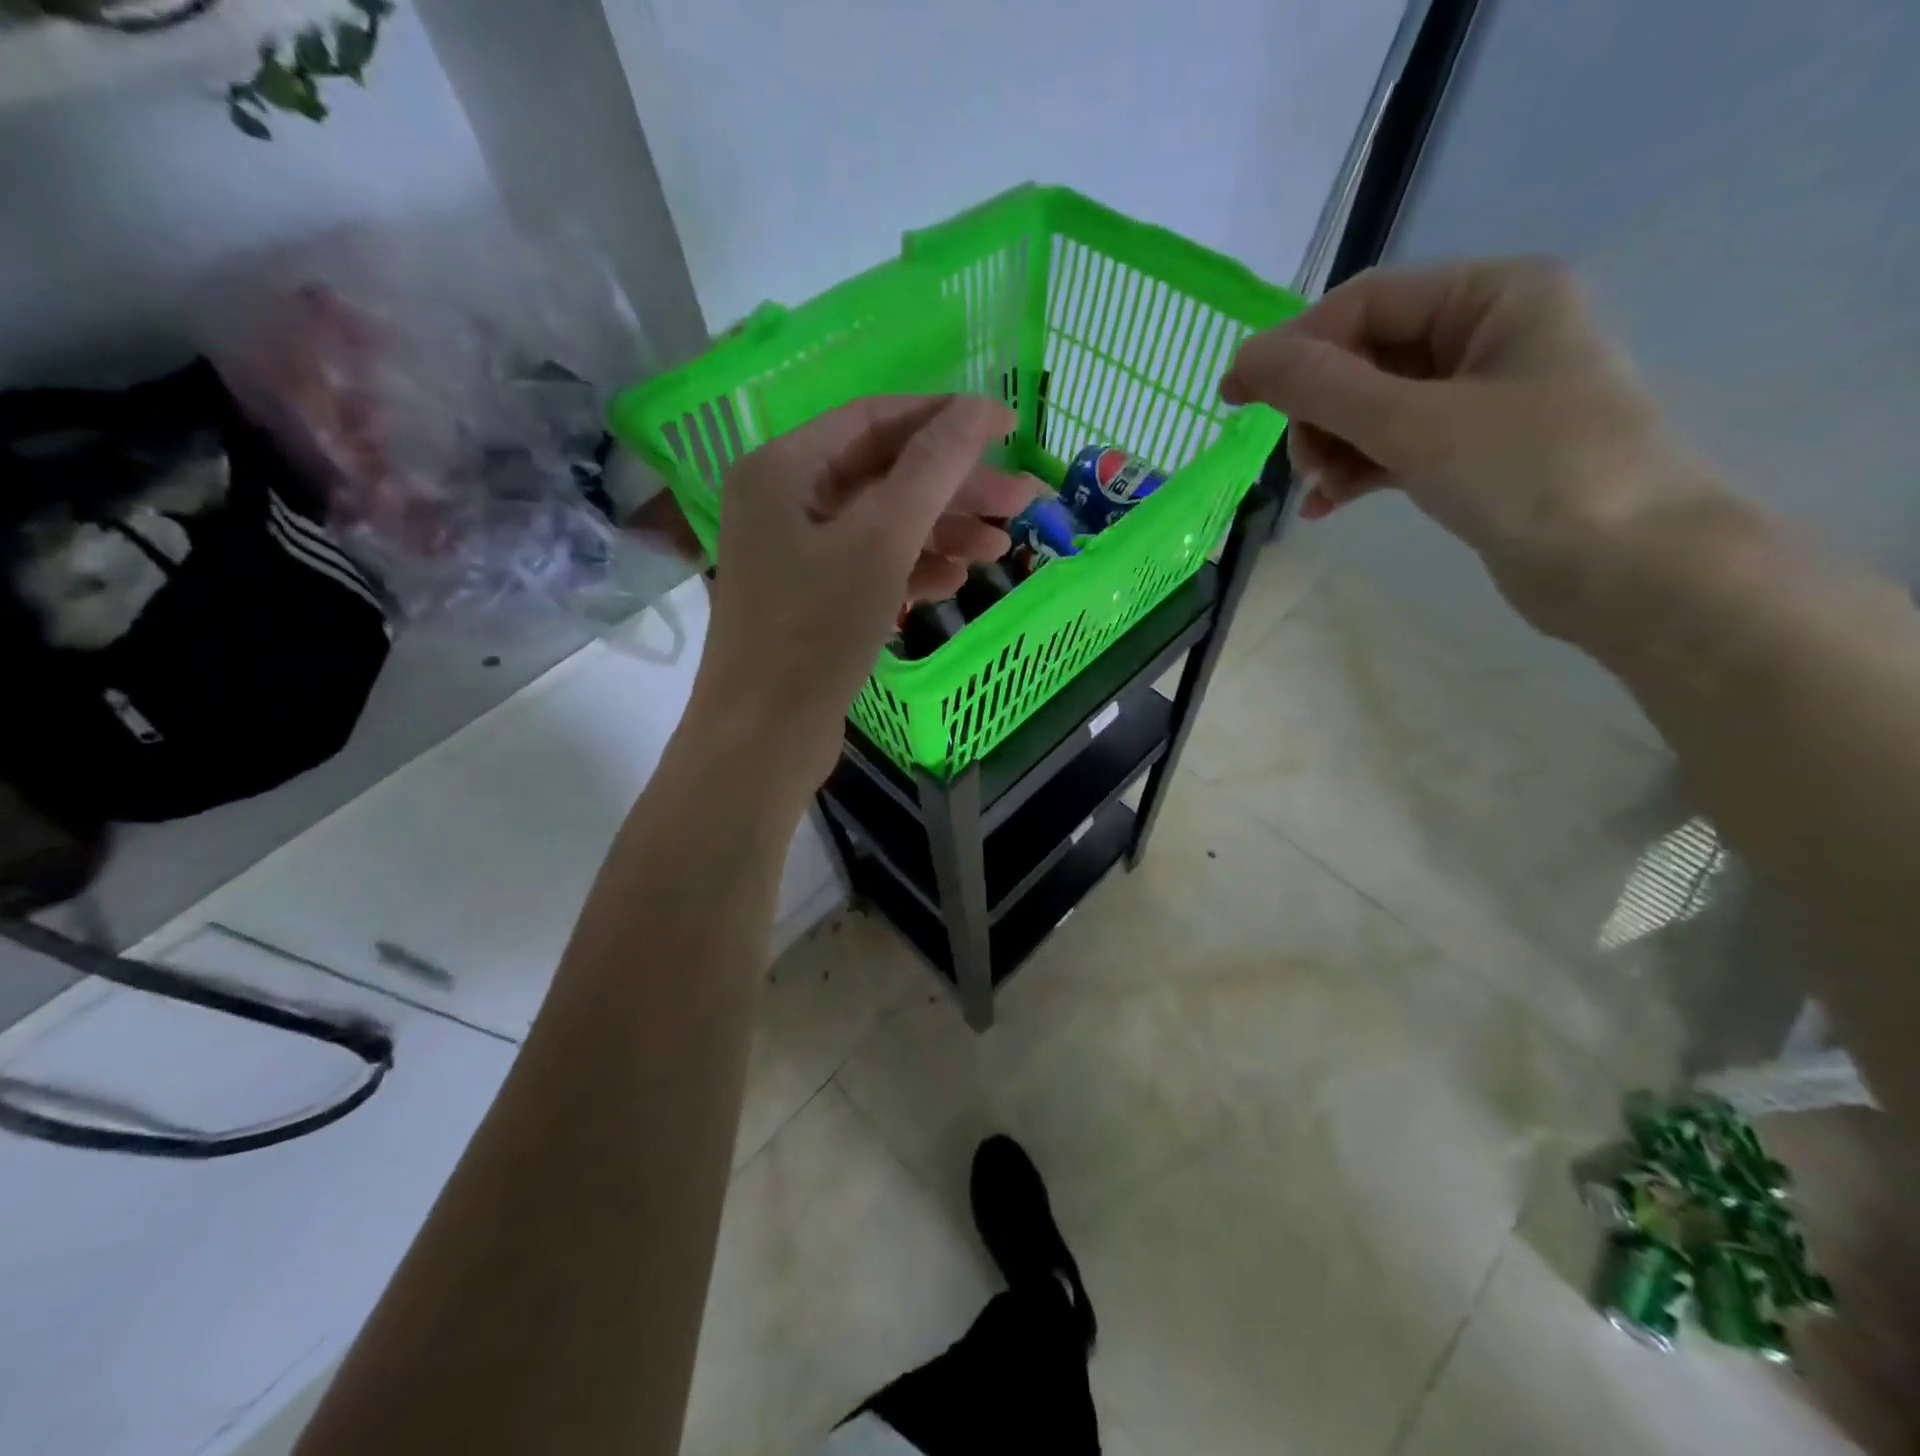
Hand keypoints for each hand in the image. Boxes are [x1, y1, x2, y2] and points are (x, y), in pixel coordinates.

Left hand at [690, 395, 1034, 792]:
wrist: (765, 736)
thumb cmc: (816, 631)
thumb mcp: (881, 542)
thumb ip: (931, 469)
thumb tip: (977, 409)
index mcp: (784, 467)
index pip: (875, 419)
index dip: (945, 418)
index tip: (1008, 426)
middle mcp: (784, 500)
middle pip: (884, 474)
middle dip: (954, 487)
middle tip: (1022, 499)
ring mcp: (796, 552)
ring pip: (883, 524)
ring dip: (942, 531)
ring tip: (1000, 547)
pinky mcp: (812, 598)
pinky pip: (871, 565)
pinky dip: (913, 567)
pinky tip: (955, 580)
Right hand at [1221, 257, 1721, 634]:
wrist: (1629, 569)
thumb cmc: (1532, 474)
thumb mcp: (1415, 424)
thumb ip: (1323, 388)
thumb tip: (1243, 360)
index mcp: (1494, 295)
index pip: (1366, 303)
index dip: (1295, 347)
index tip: (1236, 397)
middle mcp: (1489, 333)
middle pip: (1365, 356)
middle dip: (1320, 410)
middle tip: (1301, 462)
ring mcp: (1481, 397)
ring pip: (1373, 407)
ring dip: (1333, 446)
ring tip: (1320, 491)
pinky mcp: (1472, 452)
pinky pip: (1393, 446)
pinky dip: (1356, 472)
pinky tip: (1326, 505)